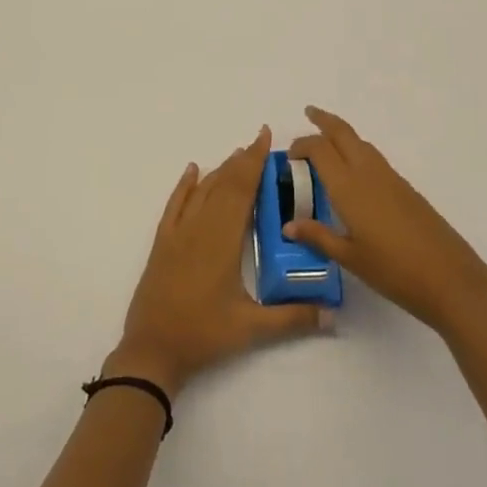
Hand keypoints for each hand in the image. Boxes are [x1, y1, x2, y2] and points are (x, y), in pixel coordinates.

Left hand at [108, 128, 331, 397]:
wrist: (152, 348)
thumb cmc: (204, 335)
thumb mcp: (251, 329)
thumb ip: (293, 318)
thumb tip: (333, 314)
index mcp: (223, 240)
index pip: (242, 190)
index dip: (254, 162)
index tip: (265, 138)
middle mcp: (200, 227)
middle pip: (223, 184)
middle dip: (243, 161)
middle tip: (260, 143)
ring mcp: (178, 233)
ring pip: (202, 190)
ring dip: (220, 170)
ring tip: (237, 155)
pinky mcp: (163, 242)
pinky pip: (175, 204)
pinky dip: (184, 185)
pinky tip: (192, 170)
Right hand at [287, 106, 486, 336]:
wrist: (450, 279)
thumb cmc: (394, 270)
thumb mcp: (350, 258)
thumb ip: (318, 237)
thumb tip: (289, 225)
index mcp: (349, 186)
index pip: (319, 149)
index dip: (302, 145)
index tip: (289, 156)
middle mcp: (368, 172)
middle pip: (343, 133)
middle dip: (324, 120)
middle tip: (309, 113)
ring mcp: (390, 178)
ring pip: (361, 142)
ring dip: (342, 134)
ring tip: (327, 140)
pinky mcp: (405, 188)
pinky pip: (374, 157)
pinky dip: (357, 151)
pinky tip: (353, 171)